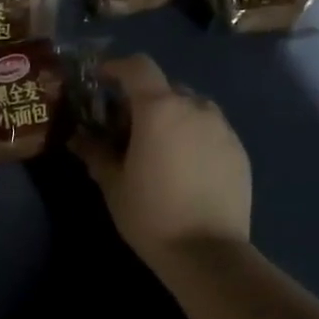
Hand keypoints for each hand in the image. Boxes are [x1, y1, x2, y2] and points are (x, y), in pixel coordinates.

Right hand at [71, 54, 251, 269]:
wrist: (207, 252)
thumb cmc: (150, 214)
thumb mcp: (113, 184)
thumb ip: (96, 152)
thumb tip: (79, 138)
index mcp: (160, 109)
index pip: (138, 67)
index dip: (116, 67)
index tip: (100, 79)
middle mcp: (195, 107)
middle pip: (165, 88)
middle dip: (142, 100)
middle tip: (124, 128)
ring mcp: (222, 128)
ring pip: (191, 107)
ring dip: (170, 117)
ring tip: (156, 148)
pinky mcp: (238, 150)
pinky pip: (210, 130)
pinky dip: (192, 136)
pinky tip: (182, 167)